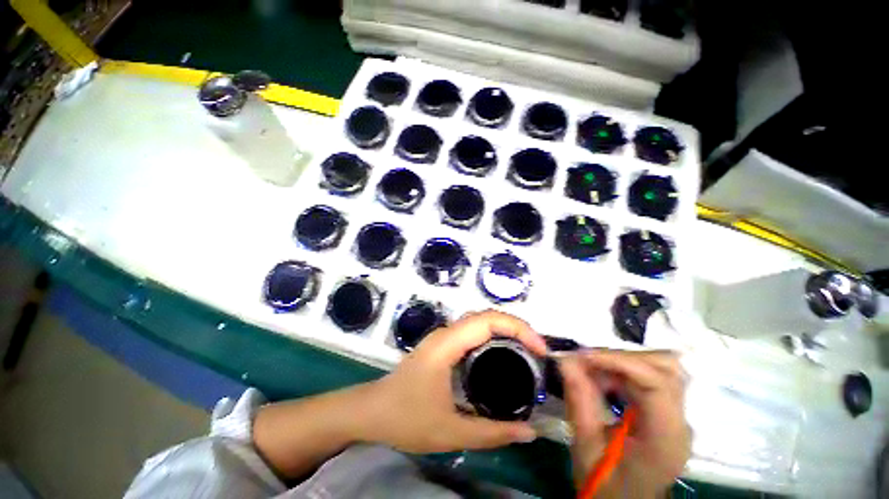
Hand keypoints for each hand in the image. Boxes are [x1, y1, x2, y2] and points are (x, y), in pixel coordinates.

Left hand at [361, 310, 546, 452]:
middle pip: (486, 316)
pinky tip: (502, 354)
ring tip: (527, 350)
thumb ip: (492, 433)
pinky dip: (492, 336)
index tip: (539, 348)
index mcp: (447, 344)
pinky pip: (472, 332)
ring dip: (504, 329)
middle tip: (538, 350)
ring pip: (479, 321)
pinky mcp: (442, 345)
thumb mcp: (451, 431)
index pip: (488, 320)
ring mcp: (443, 337)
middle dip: (516, 326)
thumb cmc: (405, 419)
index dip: (518, 327)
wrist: (371, 411)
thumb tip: (530, 433)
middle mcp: (446, 333)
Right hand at [559, 350, 690, 496]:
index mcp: (664, 440)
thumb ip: (579, 400)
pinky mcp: (667, 410)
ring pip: (660, 366)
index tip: (583, 356)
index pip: (657, 385)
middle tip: (585, 362)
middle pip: (664, 369)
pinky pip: (650, 374)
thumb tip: (566, 359)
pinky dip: (624, 368)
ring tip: (593, 369)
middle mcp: (680, 423)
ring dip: (622, 360)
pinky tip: (604, 377)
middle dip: (619, 357)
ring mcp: (678, 415)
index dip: (619, 362)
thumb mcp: (585, 446)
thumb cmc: (605, 484)